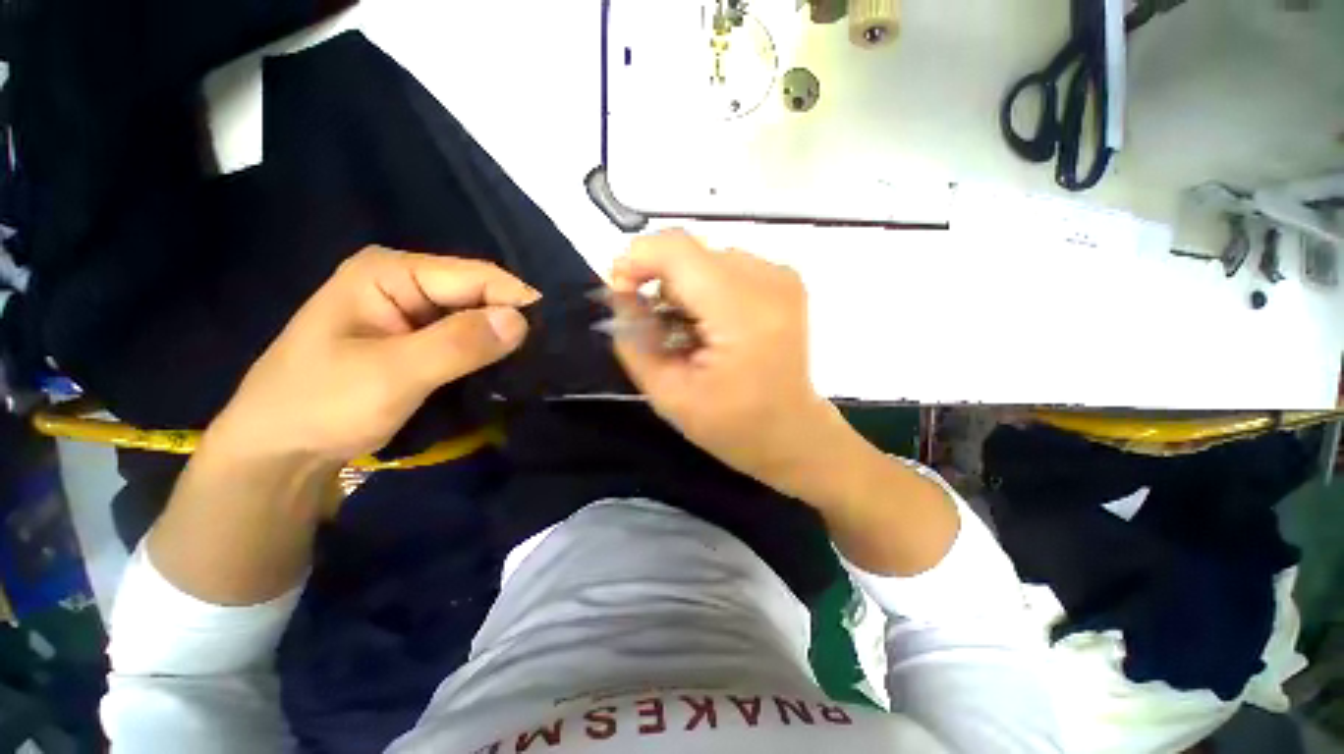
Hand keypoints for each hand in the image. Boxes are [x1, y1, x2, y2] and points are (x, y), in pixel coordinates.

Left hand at [209, 246, 538, 463]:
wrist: (279, 452)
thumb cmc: (321, 405)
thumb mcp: (391, 374)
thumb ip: (458, 344)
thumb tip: (522, 320)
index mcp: (391, 271)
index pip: (477, 276)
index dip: (518, 302)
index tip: (553, 336)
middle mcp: (405, 282)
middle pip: (479, 295)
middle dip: (512, 323)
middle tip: (545, 357)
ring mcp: (411, 312)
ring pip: (476, 319)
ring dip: (503, 342)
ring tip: (533, 366)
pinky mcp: (417, 339)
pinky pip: (466, 339)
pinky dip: (488, 354)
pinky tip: (505, 370)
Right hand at [610, 229, 851, 492]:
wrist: (794, 432)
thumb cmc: (734, 426)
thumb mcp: (669, 395)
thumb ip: (634, 341)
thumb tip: (620, 295)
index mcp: (743, 311)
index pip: (677, 249)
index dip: (636, 260)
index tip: (621, 294)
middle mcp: (768, 279)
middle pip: (690, 253)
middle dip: (660, 284)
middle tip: (658, 329)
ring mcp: (781, 276)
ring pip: (706, 258)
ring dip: (684, 289)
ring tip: (689, 333)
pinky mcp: (784, 280)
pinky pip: (726, 267)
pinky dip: (706, 290)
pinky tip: (711, 326)